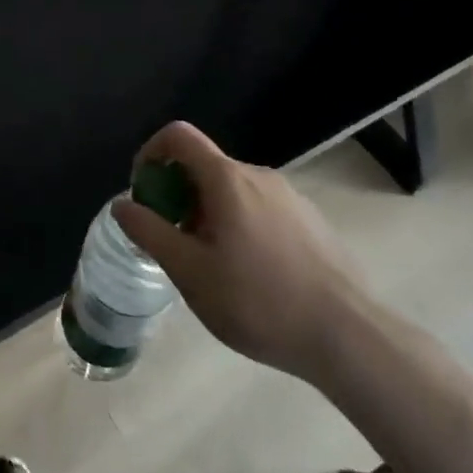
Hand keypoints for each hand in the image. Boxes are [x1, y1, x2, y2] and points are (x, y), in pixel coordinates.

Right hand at [112, 120, 364, 380]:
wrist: (350, 337)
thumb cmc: (259, 301)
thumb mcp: (190, 272)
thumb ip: (150, 232)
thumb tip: (123, 204)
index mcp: (227, 179)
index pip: (178, 135)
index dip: (151, 153)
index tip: (144, 193)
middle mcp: (259, 175)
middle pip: (204, 166)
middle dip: (178, 196)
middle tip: (175, 244)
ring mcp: (290, 197)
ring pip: (232, 191)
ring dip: (208, 214)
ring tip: (212, 267)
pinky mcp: (311, 221)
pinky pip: (260, 209)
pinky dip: (239, 226)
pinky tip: (251, 277)